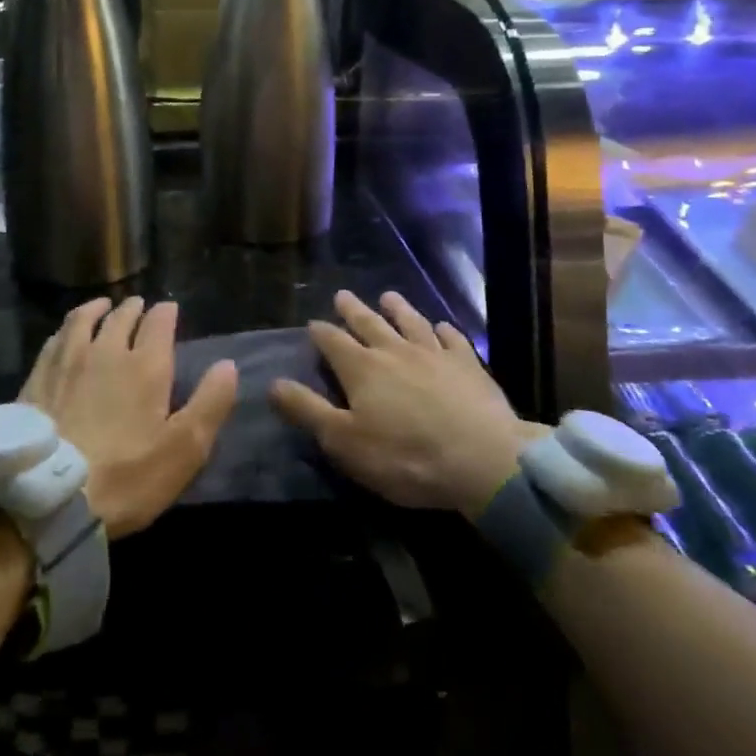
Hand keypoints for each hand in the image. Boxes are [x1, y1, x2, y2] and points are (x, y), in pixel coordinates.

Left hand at [20, 297, 238, 538]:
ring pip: (84, 320)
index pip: (159, 323)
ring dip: (98, 309)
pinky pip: (55, 339)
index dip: (166, 313)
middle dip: (134, 308)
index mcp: (145, 365)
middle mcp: (106, 350)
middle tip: (139, 306)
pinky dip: (67, 329)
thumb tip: (227, 364)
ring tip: (103, 305)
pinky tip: (66, 335)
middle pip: (121, 317)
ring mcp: (67, 361)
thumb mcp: (185, 448)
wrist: (48, 497)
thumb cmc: (126, 475)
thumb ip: (210, 403)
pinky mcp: (37, 377)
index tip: (170, 309)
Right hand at [270, 289, 539, 516]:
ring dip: (398, 309)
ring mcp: (435, 354)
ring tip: (388, 296)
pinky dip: (444, 330)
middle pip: (369, 323)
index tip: (312, 323)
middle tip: (343, 295)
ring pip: (411, 322)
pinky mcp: (468, 365)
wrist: (483, 460)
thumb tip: (273, 382)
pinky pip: (453, 339)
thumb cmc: (405, 456)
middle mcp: (394, 351)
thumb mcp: (344, 441)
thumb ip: (307, 410)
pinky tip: (442, 327)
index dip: (320, 332)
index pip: (333, 341)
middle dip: (353, 310)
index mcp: (362, 368)